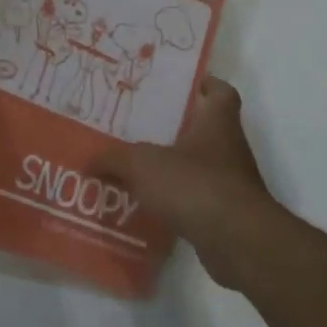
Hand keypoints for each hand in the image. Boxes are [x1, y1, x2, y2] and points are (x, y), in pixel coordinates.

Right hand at [94, 76, 277, 288]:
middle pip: (205, 130)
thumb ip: (113, 160)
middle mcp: (229, 148)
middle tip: (141, 127)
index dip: (206, 85)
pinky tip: (149, 205)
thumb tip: (88, 161)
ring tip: (137, 169)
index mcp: (217, 123)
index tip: (183, 86)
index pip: (221, 93)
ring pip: (199, 166)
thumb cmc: (194, 185)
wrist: (237, 242)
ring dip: (174, 167)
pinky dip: (177, 201)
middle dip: (177, 128)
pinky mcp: (226, 214)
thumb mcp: (142, 165)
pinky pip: (197, 199)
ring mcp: (231, 183)